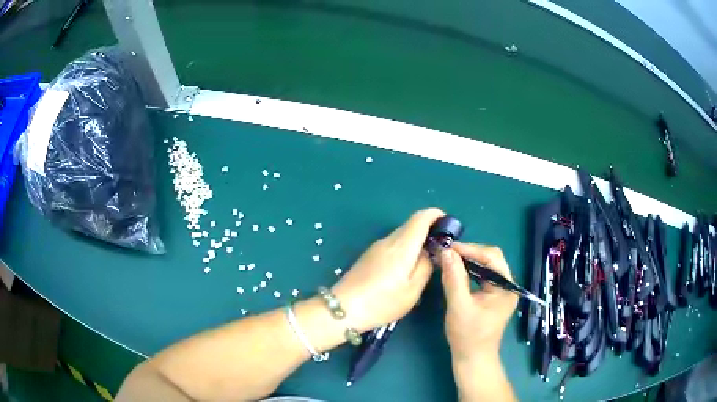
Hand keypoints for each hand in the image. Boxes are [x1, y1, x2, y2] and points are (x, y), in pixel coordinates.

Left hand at [332, 208, 444, 332]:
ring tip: (427, 261)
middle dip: (429, 230)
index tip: (449, 224)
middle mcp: (388, 241)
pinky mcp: (369, 256)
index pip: (421, 217)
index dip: (437, 215)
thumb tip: (430, 252)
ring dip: (417, 240)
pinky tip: (407, 268)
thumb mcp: (412, 290)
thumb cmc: (381, 303)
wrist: (343, 309)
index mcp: (401, 246)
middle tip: (441, 248)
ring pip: (402, 235)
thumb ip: (425, 267)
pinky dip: (405, 248)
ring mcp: (376, 247)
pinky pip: (392, 244)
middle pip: (411, 224)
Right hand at [439, 243, 517, 362]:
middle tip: (448, 254)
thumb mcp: (459, 307)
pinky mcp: (493, 296)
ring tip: (450, 260)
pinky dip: (469, 271)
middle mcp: (507, 285)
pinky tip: (457, 272)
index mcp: (506, 287)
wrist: (473, 359)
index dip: (470, 249)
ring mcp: (501, 291)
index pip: (492, 257)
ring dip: (469, 261)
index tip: (448, 248)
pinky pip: (482, 276)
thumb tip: (446, 252)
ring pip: (487, 266)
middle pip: (491, 258)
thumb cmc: (468, 336)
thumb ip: (454, 279)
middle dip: (470, 253)